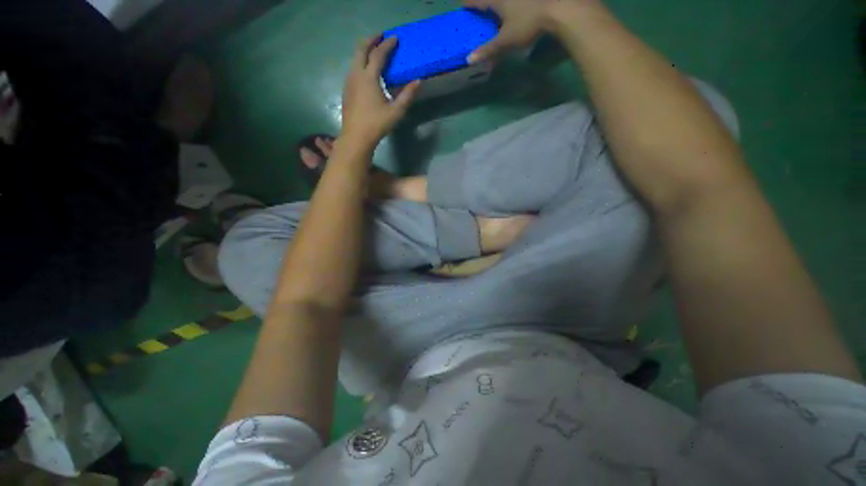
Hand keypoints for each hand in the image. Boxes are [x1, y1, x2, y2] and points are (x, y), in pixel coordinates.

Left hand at [341, 35, 420, 145]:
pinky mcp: (346, 89)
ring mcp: (349, 81)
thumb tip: (418, 81)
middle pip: (361, 49)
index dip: (387, 45)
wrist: (356, 136)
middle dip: (371, 40)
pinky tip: (366, 71)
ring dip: (364, 51)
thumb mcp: (396, 111)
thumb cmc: (377, 124)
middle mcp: (356, 74)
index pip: (378, 54)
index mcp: (369, 77)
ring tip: (373, 51)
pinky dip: (360, 62)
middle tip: (381, 36)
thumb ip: (407, 95)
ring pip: (355, 58)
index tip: (395, 38)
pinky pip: (353, 69)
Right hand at [465, 0, 600, 62]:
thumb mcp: (506, 41)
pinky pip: (518, 1)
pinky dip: (515, 4)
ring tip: (500, 9)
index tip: (463, 5)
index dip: (470, 3)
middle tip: (483, 7)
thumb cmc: (528, 24)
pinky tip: (518, 7)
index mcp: (497, 1)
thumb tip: (469, 60)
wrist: (560, 8)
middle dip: (485, 2)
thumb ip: (488, 50)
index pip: (478, 1)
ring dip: (501, 3)